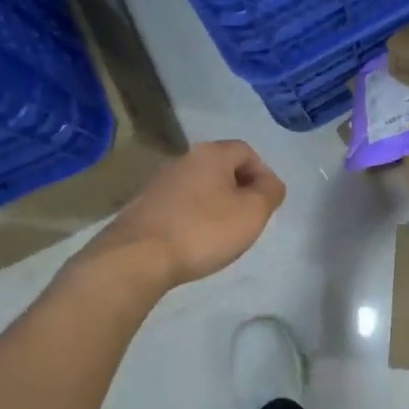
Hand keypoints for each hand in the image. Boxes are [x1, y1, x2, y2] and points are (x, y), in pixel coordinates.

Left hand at [85, 140, 286, 290]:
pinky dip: (194, 218)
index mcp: (211, 154)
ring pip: (200, 187)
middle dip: (240, 190)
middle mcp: (183, 160)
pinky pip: (180, 205)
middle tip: (248, 219)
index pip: (246, 152)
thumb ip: (270, 192)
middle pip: (222, 167)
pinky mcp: (143, 206)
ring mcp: (159, 182)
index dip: (263, 174)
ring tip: (223, 234)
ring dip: (216, 204)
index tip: (267, 203)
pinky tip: (195, 241)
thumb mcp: (252, 212)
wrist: (137, 257)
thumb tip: (270, 183)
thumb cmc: (204, 230)